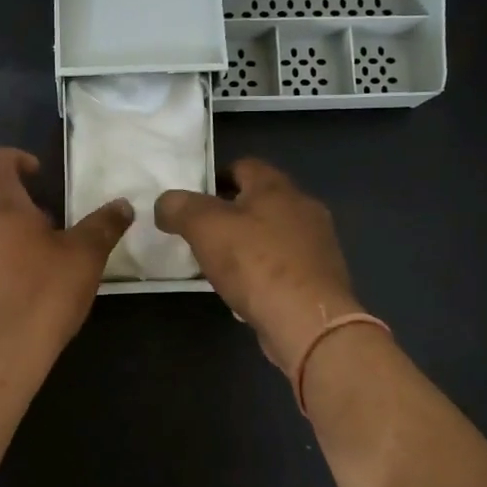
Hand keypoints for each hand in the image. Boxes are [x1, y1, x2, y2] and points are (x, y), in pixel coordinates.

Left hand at [0, 147, 132, 353]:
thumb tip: (122, 205)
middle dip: (19, 210)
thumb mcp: (85, 257)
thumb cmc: (44, 294)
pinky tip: (13, 297)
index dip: (14, 158)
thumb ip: (103, 225)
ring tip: (33, 269)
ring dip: (3, 241)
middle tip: (51, 234)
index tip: (37, 175)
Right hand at [155, 158, 362, 371]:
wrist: (308, 321)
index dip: (215, 178)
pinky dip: (265, 270)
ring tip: (221, 264)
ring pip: (274, 233)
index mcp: (277, 187)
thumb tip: (165, 203)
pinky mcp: (321, 277)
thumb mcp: (205, 228)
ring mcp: (318, 243)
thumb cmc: (256, 264)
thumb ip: (180, 208)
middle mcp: (303, 207)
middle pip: (260, 200)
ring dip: (249, 243)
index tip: (192, 201)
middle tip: (202, 233)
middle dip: (231, 213)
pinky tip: (247, 290)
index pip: (243, 166)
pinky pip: (285, 264)